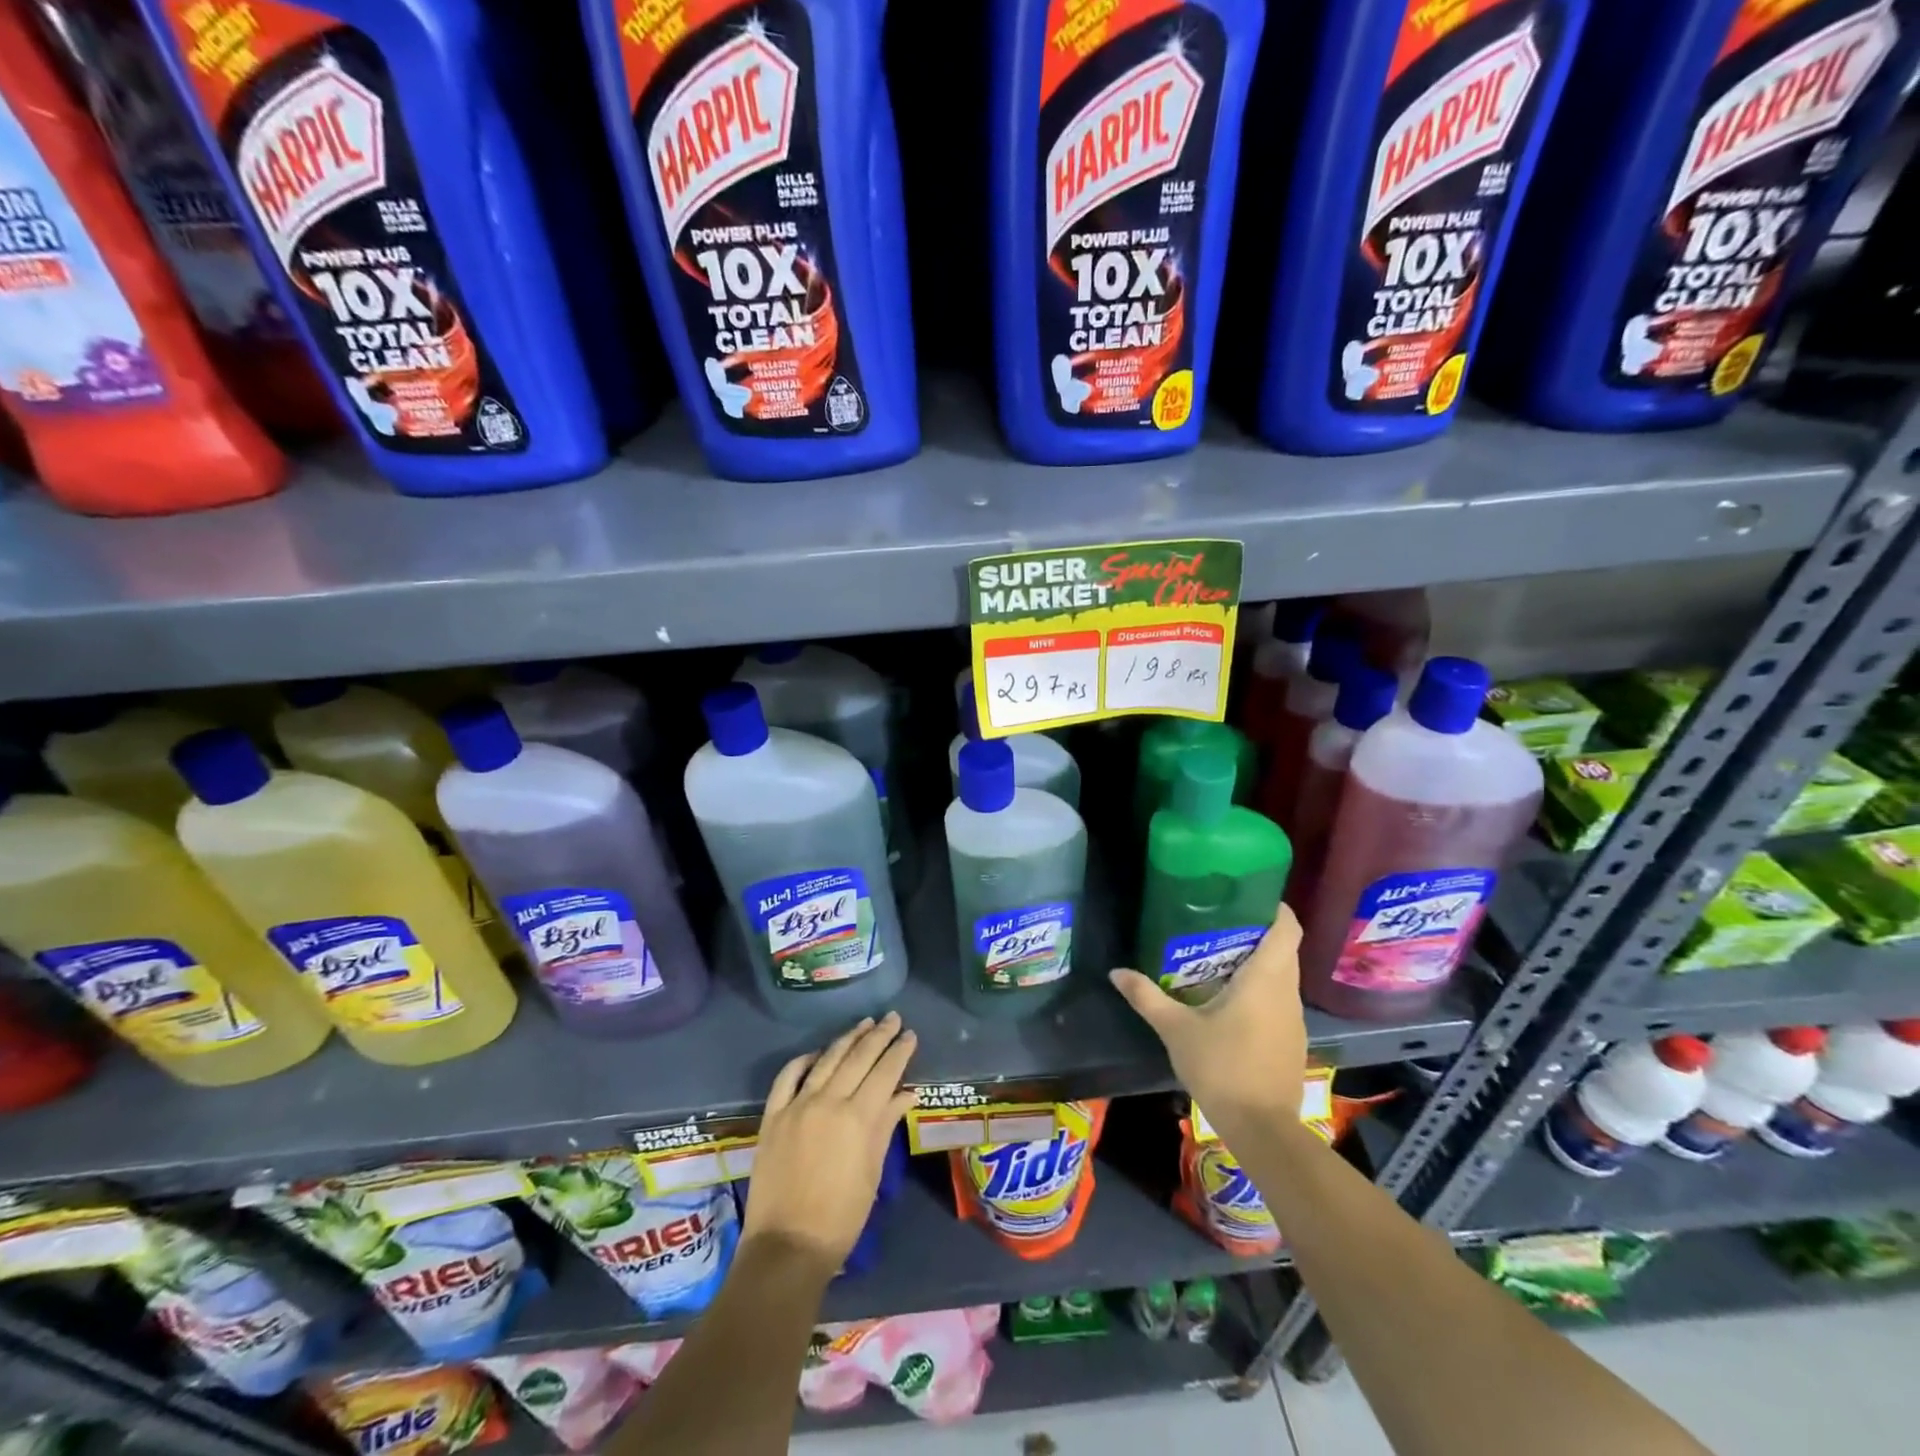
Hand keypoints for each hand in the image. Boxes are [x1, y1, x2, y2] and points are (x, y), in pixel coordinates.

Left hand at [744, 1012, 917, 1271]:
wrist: (787, 1246)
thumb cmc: (841, 1217)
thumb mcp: (872, 1172)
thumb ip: (886, 1126)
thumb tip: (906, 1093)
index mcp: (858, 1118)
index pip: (885, 1072)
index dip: (899, 1051)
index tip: (910, 1034)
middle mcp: (828, 1101)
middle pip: (858, 1058)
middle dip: (878, 1035)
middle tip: (892, 1018)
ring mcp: (797, 1105)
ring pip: (827, 1059)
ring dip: (848, 1038)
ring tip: (864, 1023)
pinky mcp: (773, 1115)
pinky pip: (788, 1076)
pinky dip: (804, 1060)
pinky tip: (817, 1052)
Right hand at [1109, 906, 1308, 1146]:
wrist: (1262, 1129)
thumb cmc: (1221, 1067)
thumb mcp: (1176, 1029)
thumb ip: (1146, 996)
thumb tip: (1116, 972)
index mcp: (1266, 979)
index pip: (1287, 928)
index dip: (1273, 908)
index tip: (1248, 896)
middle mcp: (1287, 992)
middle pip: (1283, 949)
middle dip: (1257, 932)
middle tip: (1218, 924)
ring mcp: (1294, 1019)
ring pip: (1282, 976)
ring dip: (1259, 963)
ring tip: (1219, 957)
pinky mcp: (1292, 1040)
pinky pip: (1280, 1000)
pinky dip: (1262, 990)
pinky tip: (1231, 1000)